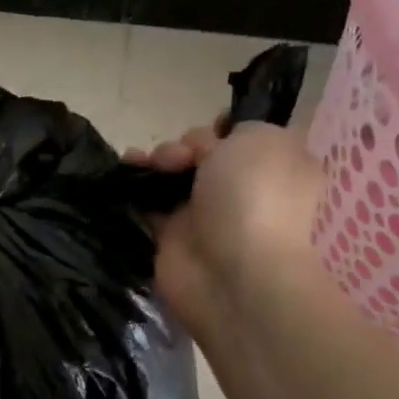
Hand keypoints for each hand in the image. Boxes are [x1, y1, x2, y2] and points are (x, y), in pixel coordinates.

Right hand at [125, 121, 325, 336]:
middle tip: (180, 158)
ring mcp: (207, 212)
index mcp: (275, 164)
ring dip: (156, 160)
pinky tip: (123, 171)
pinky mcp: (173, 234)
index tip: (212, 130)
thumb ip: (234, 129)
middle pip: (203, 152)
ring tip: (147, 163)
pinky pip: (149, 201)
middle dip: (185, 144)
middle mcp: (243, 187)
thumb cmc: (254, 196)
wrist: (231, 271)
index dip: (221, 128)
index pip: (243, 137)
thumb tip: (206, 148)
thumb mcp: (259, 139)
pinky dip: (134, 185)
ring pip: (174, 174)